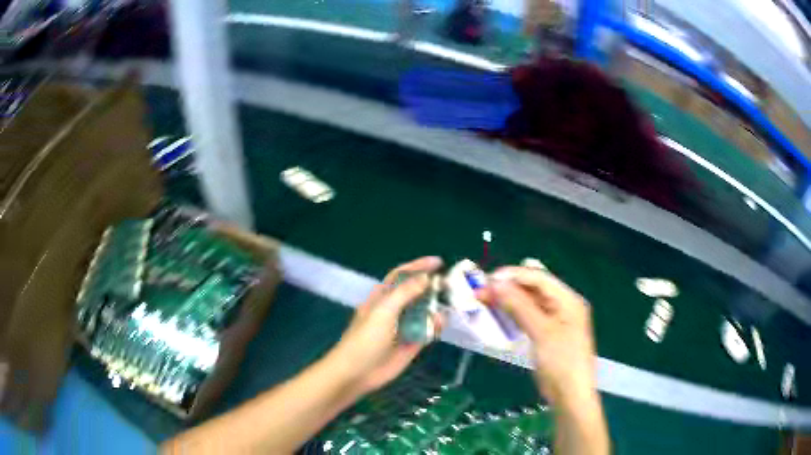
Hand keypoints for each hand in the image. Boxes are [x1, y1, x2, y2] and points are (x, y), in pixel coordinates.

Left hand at [329, 256, 444, 395]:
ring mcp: (403, 327)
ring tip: (453, 301)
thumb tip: (426, 277)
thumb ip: (405, 293)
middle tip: (451, 283)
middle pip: (415, 293)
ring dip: (436, 306)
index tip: (438, 262)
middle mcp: (394, 310)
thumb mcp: (383, 311)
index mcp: (382, 297)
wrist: (357, 372)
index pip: (401, 275)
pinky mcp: (411, 344)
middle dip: (431, 286)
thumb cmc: (365, 338)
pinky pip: (427, 331)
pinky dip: (435, 326)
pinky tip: (442, 323)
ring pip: (423, 312)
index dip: (418, 266)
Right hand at [478, 266, 597, 407]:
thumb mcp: (542, 332)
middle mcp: (562, 305)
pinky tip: (497, 315)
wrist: (570, 395)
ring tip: (484, 301)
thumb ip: (520, 306)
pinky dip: (512, 315)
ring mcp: (554, 320)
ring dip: (507, 301)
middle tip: (482, 291)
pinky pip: (527, 317)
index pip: (539, 278)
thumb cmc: (561, 362)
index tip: (488, 279)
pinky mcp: (545, 334)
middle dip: (508, 287)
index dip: (513, 275)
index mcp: (568, 300)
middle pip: (533, 288)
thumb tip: (497, 284)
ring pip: (528, 302)